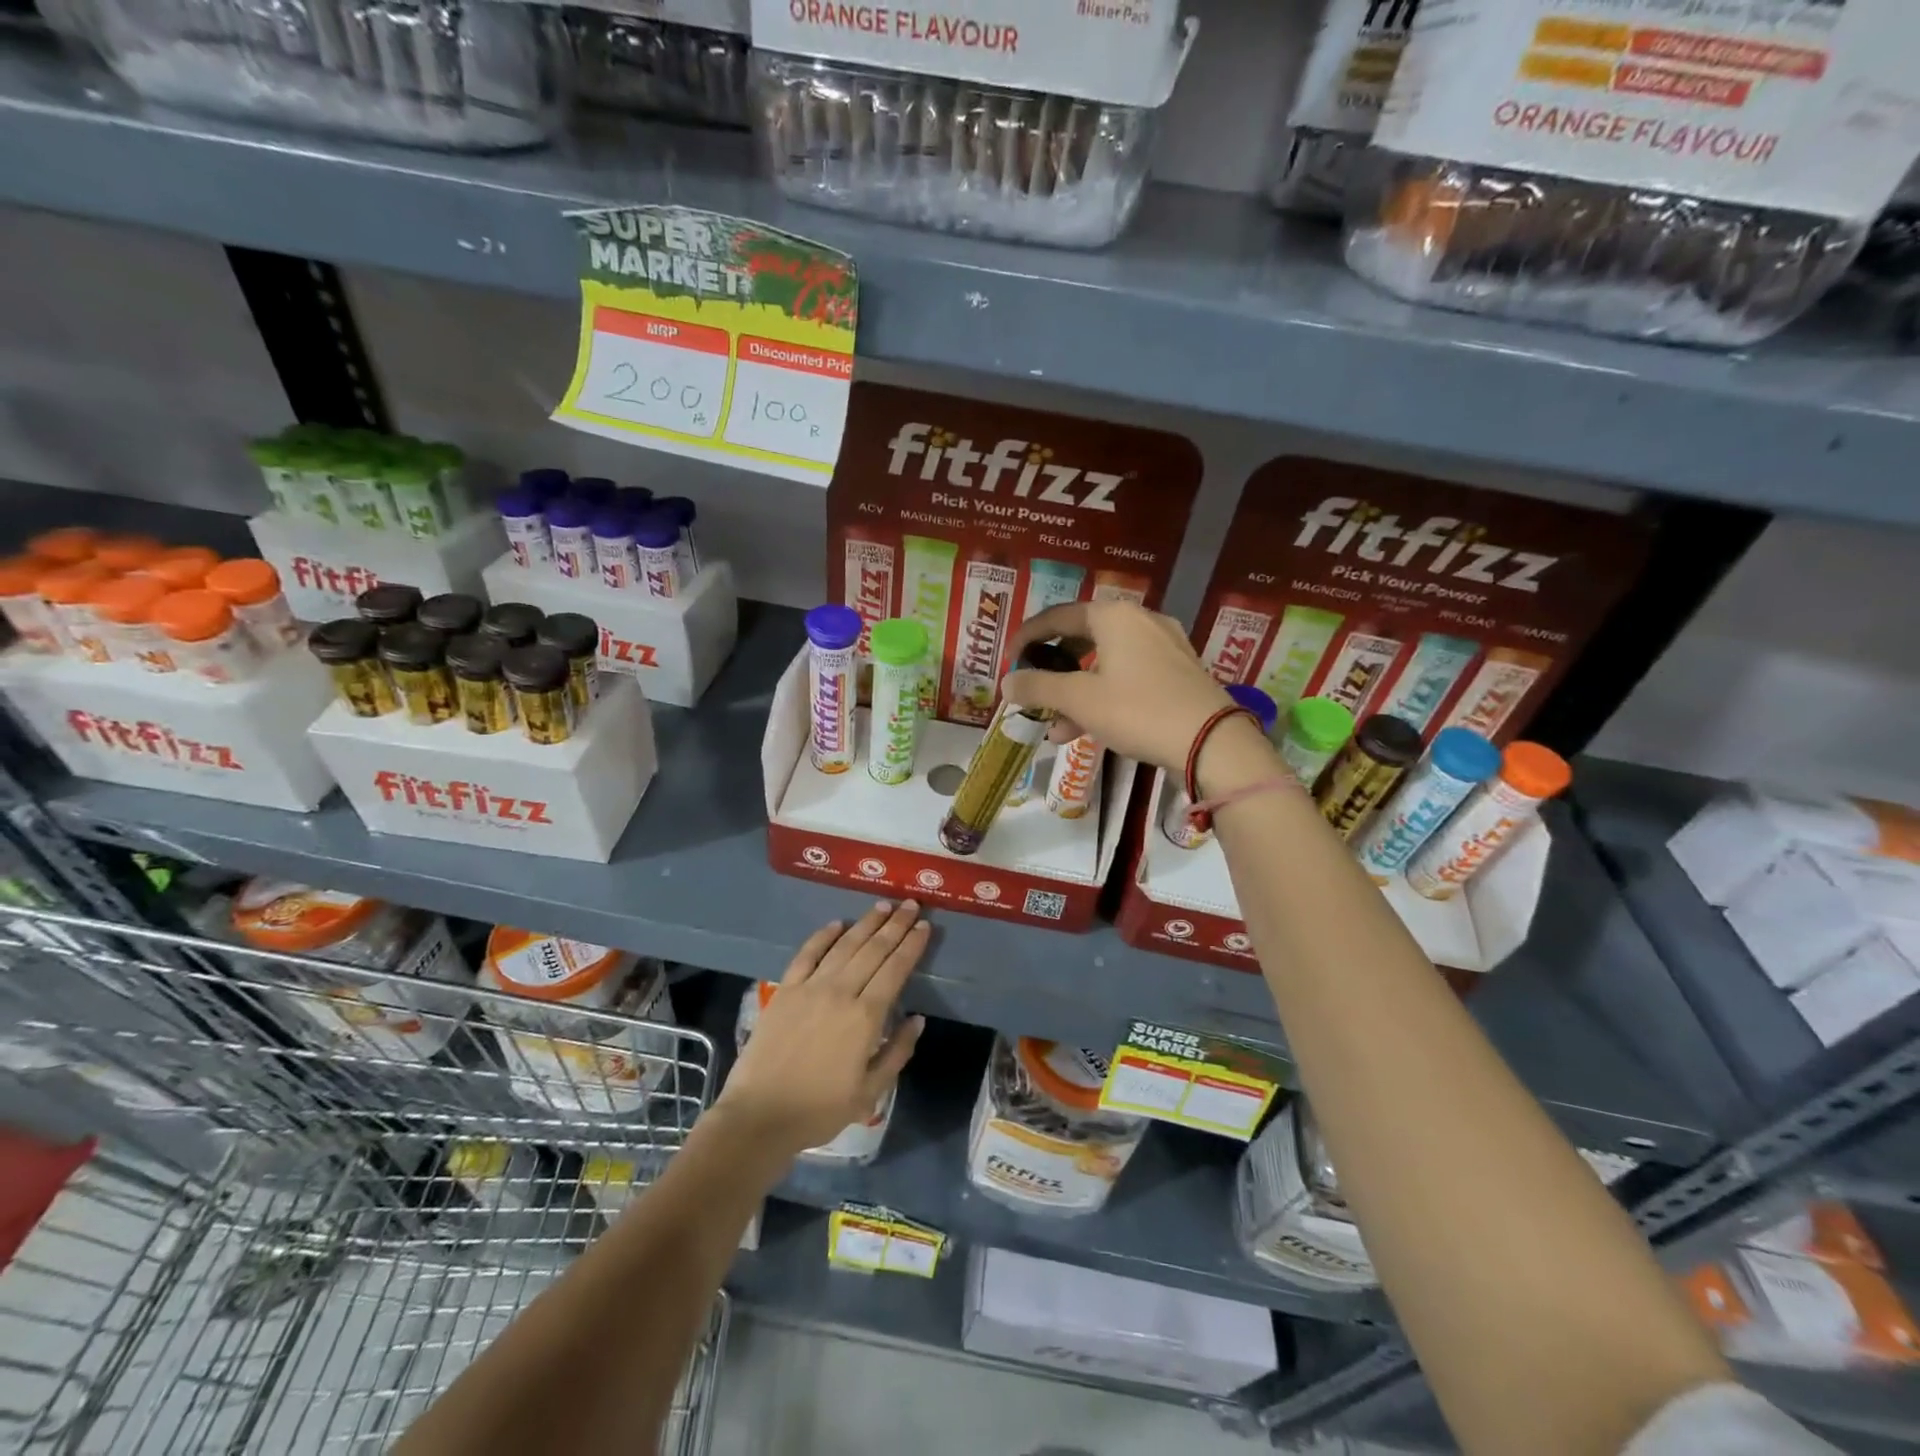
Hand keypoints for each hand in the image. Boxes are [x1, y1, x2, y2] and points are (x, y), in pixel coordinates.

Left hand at [716, 901, 928, 1158]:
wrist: (760, 1115)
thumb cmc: (820, 1109)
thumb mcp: (870, 1092)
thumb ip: (897, 1052)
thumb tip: (917, 1019)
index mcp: (866, 1016)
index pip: (895, 969)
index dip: (911, 945)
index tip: (924, 926)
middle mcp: (840, 992)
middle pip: (873, 949)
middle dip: (895, 925)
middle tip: (911, 904)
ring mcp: (810, 987)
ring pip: (844, 945)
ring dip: (866, 923)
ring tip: (882, 906)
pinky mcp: (785, 990)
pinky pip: (807, 954)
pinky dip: (823, 936)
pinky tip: (836, 924)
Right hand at [1002, 601, 1234, 773]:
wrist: (1213, 743)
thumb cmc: (1139, 710)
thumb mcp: (1080, 700)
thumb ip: (1038, 687)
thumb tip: (1007, 682)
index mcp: (1114, 616)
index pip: (1057, 616)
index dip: (1027, 637)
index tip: (1009, 662)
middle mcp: (1141, 621)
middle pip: (1083, 639)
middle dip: (1053, 671)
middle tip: (1034, 691)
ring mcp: (1165, 647)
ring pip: (1106, 663)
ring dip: (1076, 692)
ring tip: (1056, 726)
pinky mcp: (1179, 673)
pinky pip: (1129, 677)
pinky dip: (1104, 697)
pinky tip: (1088, 730)